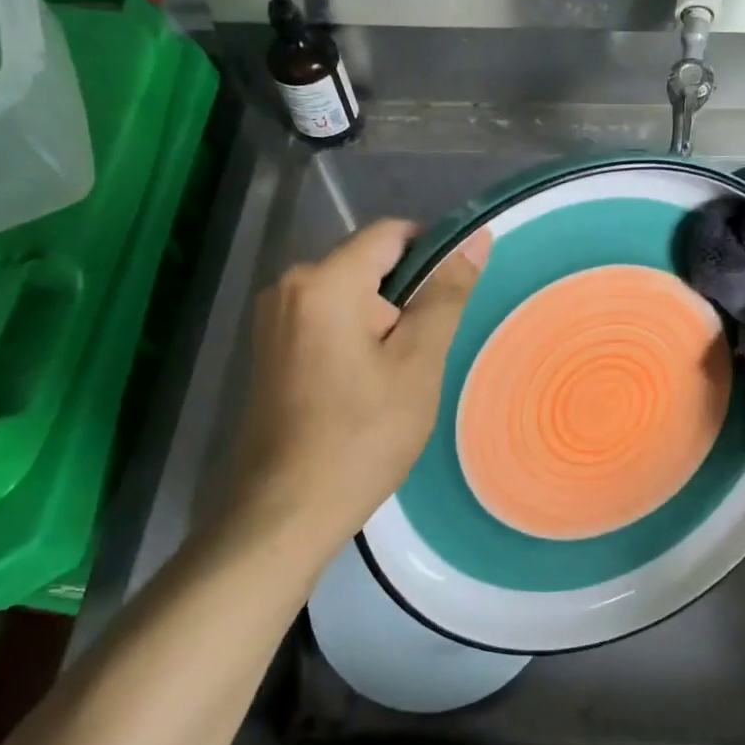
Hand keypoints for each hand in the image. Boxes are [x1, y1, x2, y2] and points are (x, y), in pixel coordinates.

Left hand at [233, 219, 489, 544]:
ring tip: (397, 379)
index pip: (391, 234)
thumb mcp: (419, 363)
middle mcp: (288, 287)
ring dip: (383, 323)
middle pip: (368, 265)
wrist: (288, 510)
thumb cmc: (363, 435)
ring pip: (350, 296)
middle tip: (423, 356)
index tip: (455, 299)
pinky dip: (357, 339)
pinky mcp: (269, 349)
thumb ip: (446, 295)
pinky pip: (327, 321)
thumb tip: (475, 239)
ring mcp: (273, 320)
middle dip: (405, 298)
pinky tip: (366, 388)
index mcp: (324, 282)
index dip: (433, 254)